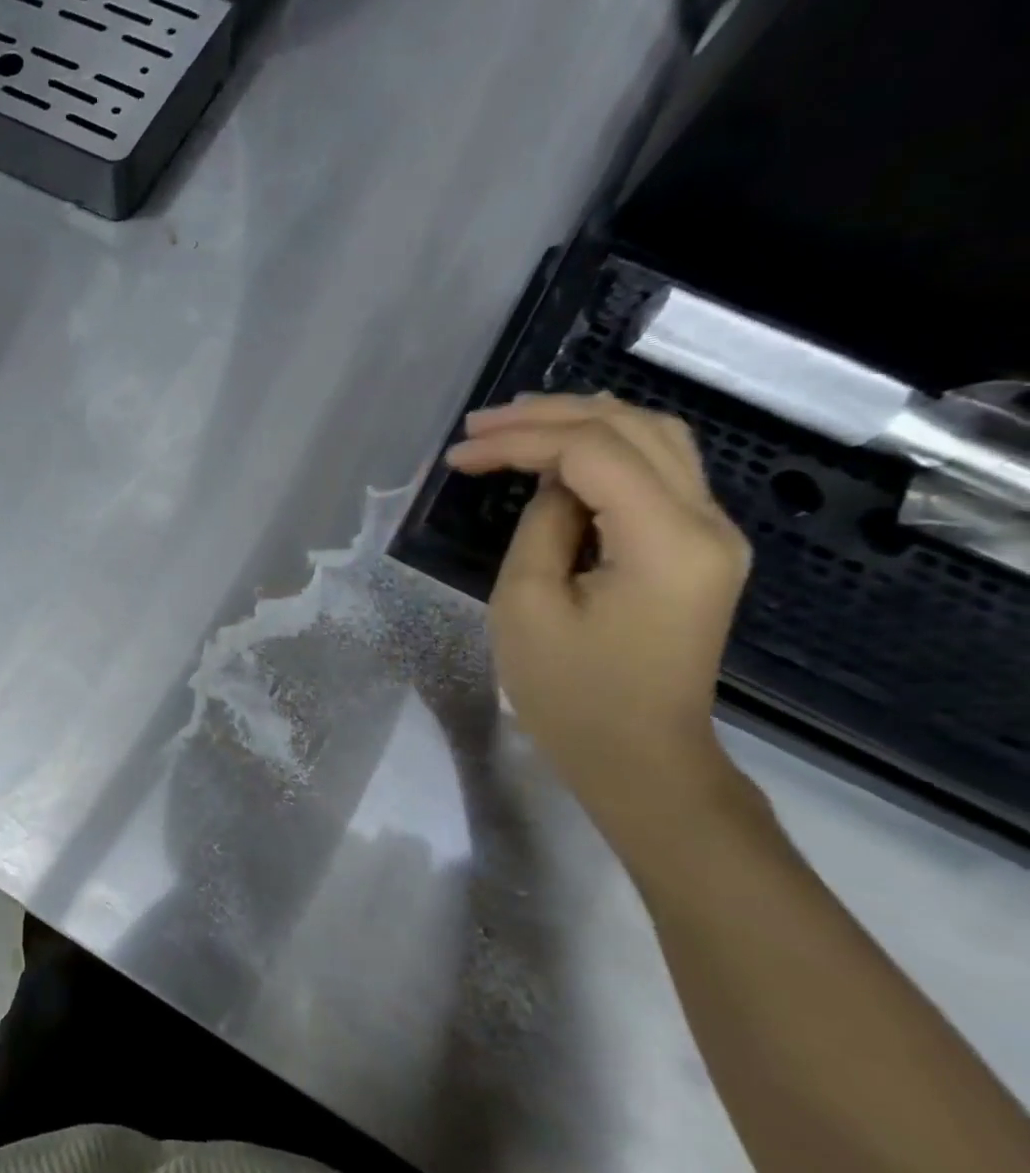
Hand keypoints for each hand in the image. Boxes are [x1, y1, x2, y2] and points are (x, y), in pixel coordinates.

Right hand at [444, 393, 750, 806]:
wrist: (639, 756)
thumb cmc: (572, 694)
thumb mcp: (528, 608)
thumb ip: (541, 528)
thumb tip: (552, 487)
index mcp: (666, 540)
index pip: (594, 452)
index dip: (521, 440)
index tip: (459, 455)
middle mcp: (708, 522)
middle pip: (636, 428)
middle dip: (551, 416)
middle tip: (480, 425)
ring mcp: (713, 534)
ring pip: (655, 440)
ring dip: (582, 424)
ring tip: (514, 426)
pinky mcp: (698, 549)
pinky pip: (657, 473)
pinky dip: (604, 453)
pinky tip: (559, 457)